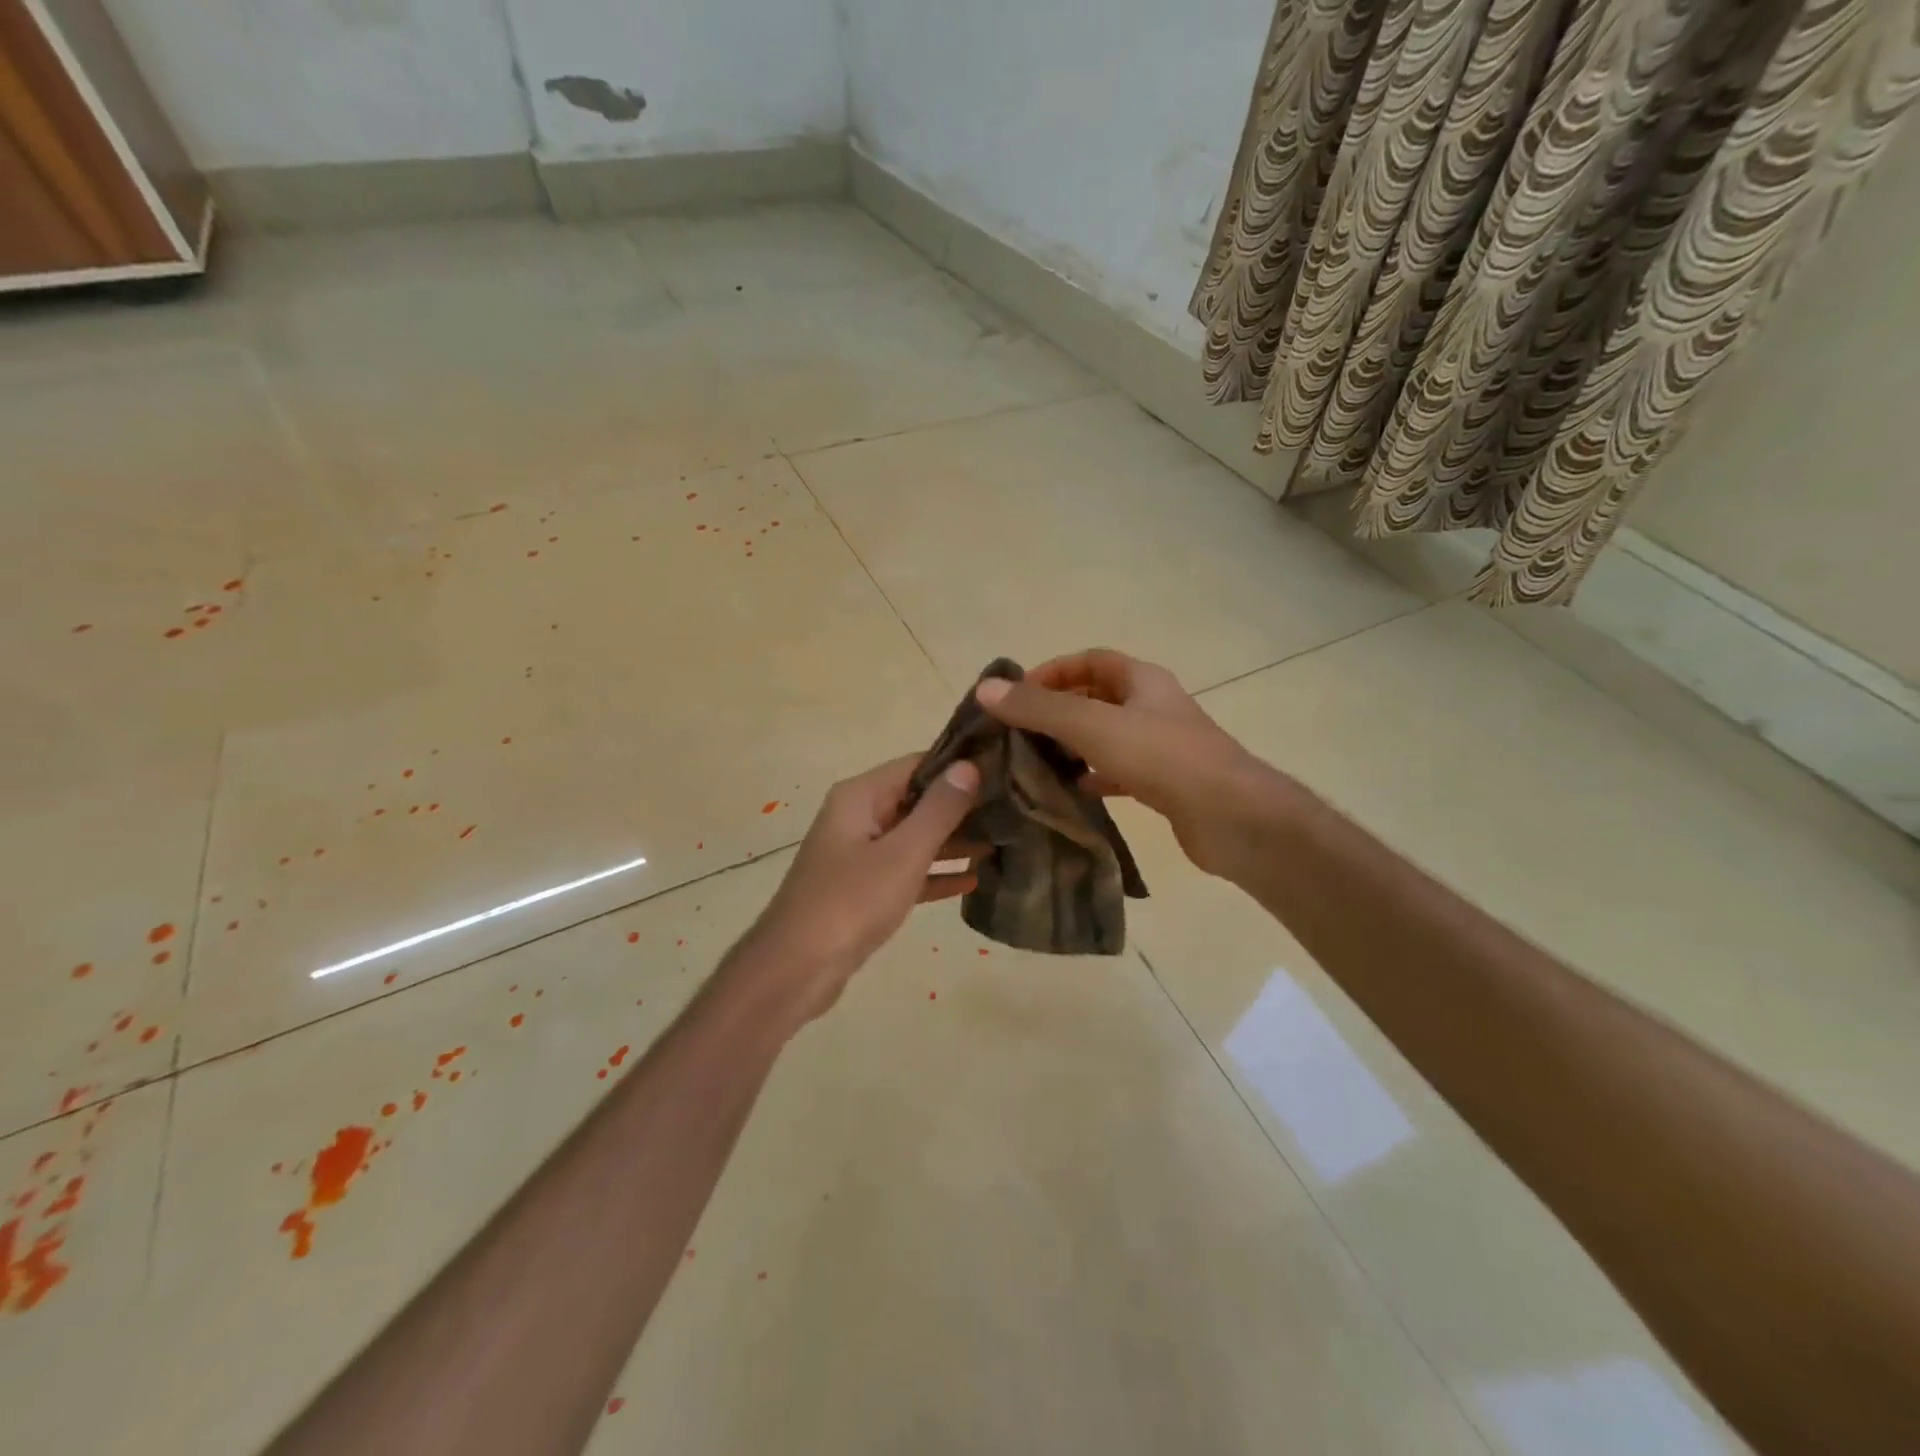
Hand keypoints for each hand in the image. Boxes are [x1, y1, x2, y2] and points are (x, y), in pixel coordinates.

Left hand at [741, 754, 981, 1019]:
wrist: (796, 969)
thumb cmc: (851, 902)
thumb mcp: (903, 853)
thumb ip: (938, 809)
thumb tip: (969, 765)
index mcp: (860, 797)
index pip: (916, 764)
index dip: (958, 765)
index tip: (1003, 768)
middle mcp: (858, 817)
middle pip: (916, 800)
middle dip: (961, 806)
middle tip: (1012, 808)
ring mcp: (859, 854)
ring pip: (914, 838)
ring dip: (953, 841)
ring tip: (1003, 842)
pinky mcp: (863, 890)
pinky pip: (906, 872)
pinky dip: (934, 874)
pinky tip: (973, 881)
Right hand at [975, 648, 1281, 877]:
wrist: (1233, 818)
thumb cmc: (1163, 758)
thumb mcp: (1093, 726)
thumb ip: (1040, 708)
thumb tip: (986, 688)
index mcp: (1142, 680)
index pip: (1089, 660)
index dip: (1051, 671)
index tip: (1016, 696)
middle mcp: (1152, 706)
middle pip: (1095, 697)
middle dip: (1056, 710)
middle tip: (1018, 732)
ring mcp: (1161, 746)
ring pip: (1105, 737)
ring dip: (1071, 745)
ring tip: (1034, 762)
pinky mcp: (1164, 783)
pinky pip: (1117, 772)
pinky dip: (1092, 777)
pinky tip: (1070, 792)